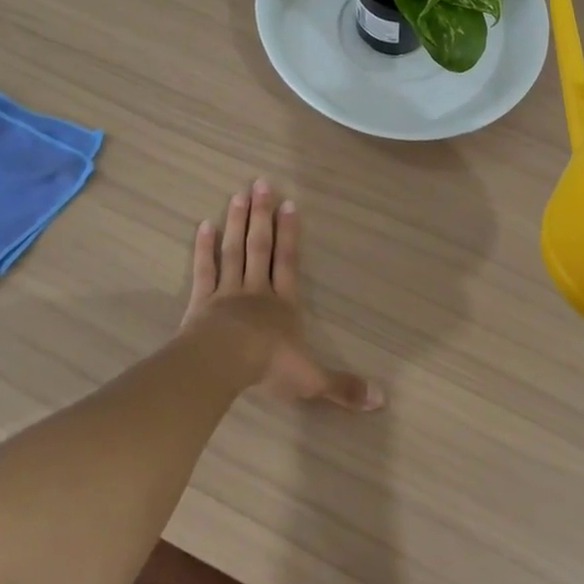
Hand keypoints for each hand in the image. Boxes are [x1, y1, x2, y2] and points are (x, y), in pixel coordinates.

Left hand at [183, 180, 383, 411]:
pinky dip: (204, 248)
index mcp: (283, 304)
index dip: (290, 234)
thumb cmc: (268, 366)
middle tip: (260, 183)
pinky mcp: (201, 302)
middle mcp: (256, 291)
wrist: (223, 364)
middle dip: (262, 216)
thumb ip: (343, 386)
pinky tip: (204, 226)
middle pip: (260, 247)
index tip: (289, 204)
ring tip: (238, 195)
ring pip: (233, 251)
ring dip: (237, 223)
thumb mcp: (311, 379)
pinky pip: (204, 270)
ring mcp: (227, 293)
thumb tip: (382, 400)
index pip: (289, 263)